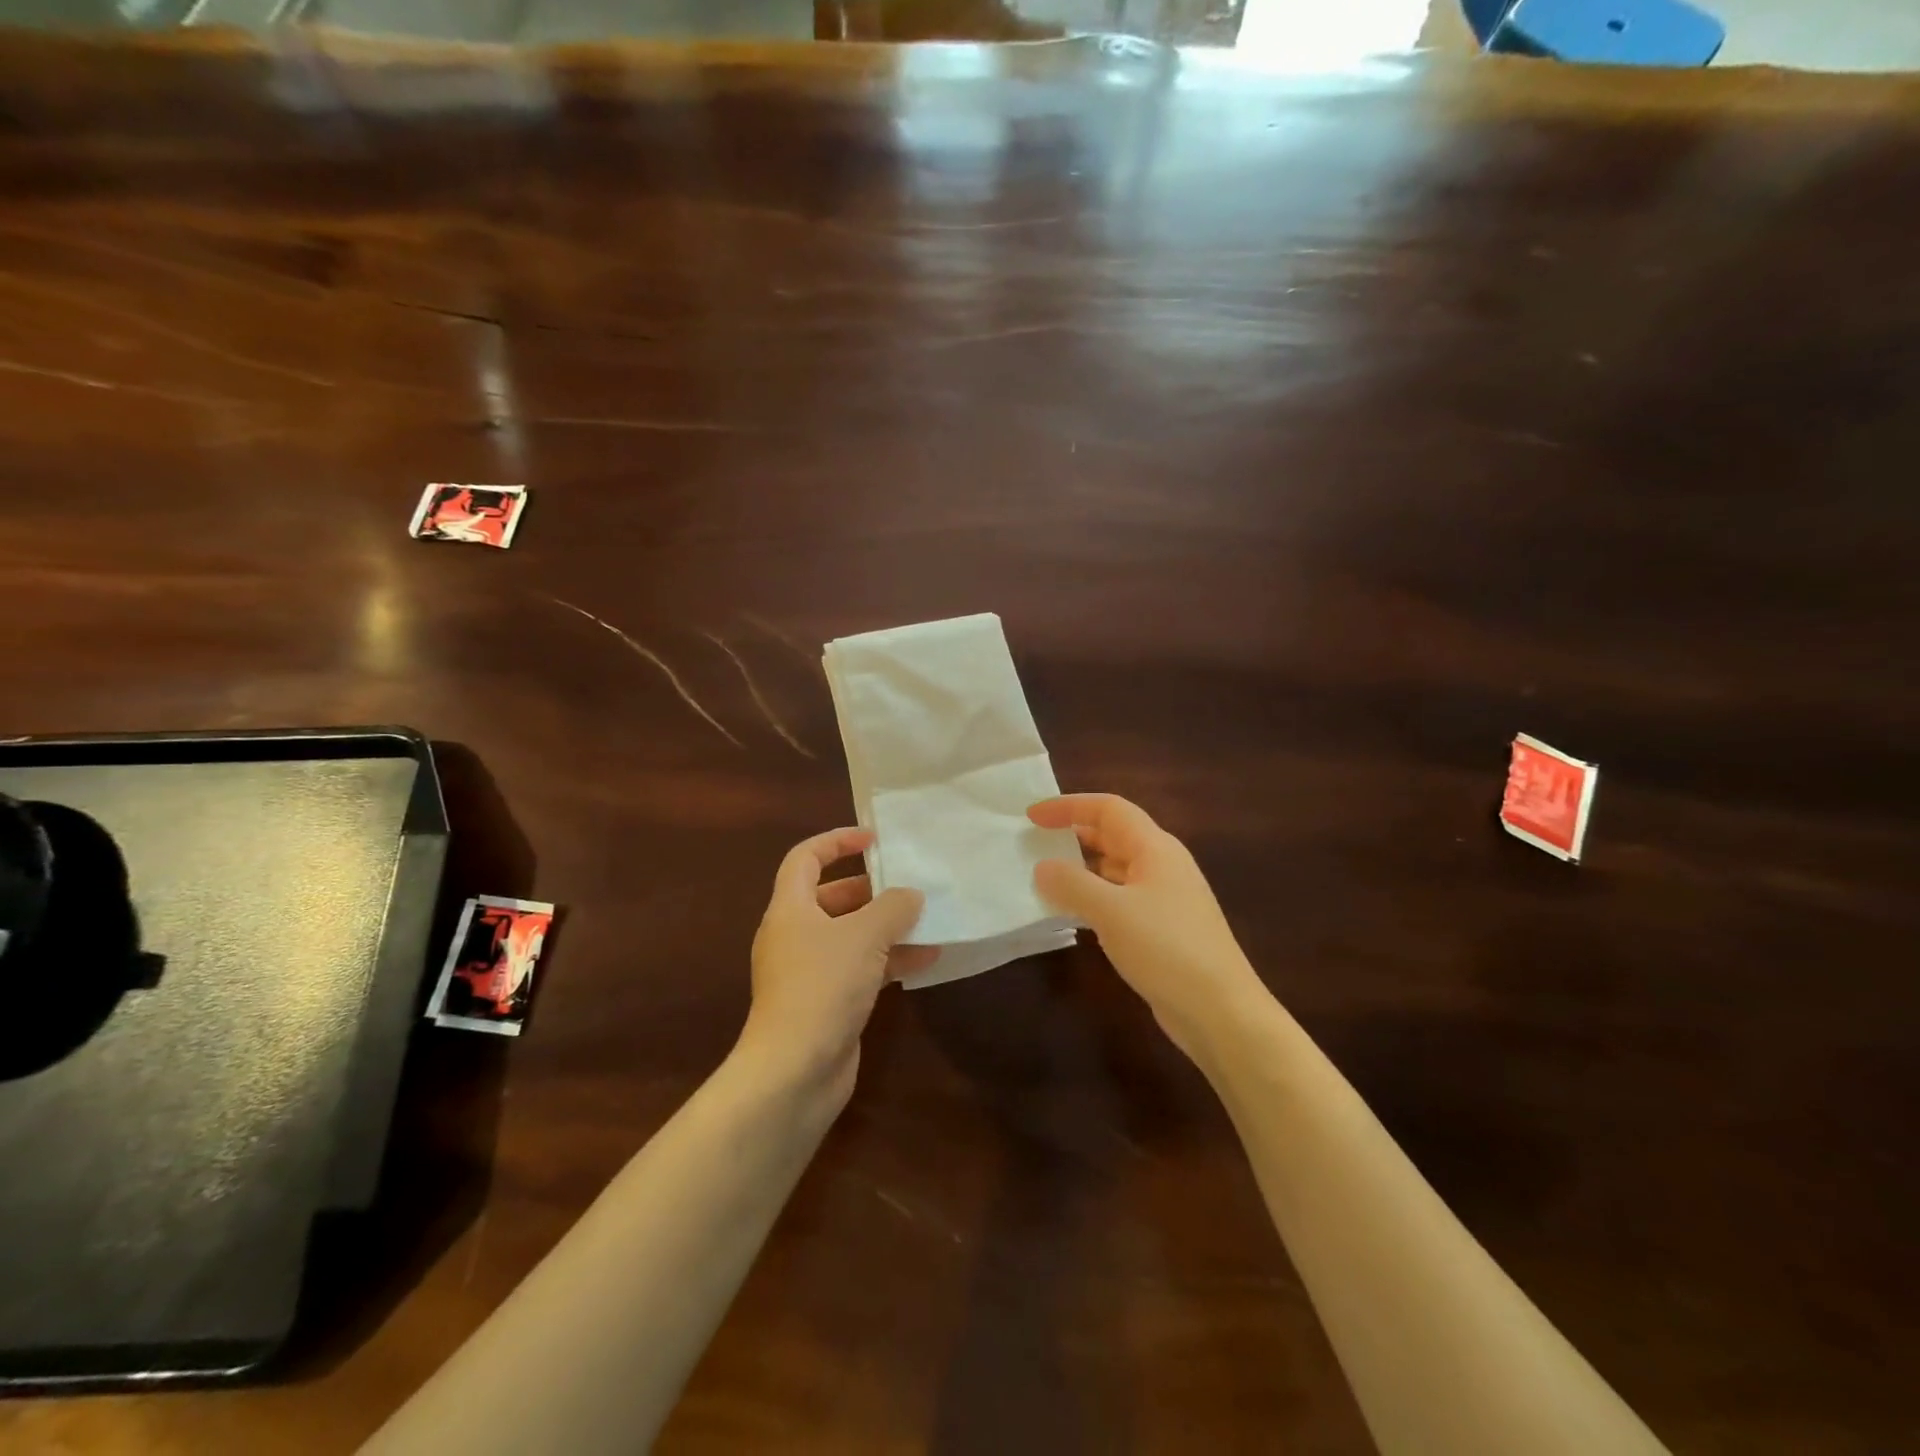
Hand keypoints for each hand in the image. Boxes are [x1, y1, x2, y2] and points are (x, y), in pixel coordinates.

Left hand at [740, 828, 932, 1104]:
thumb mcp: (864, 936)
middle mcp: (795, 935)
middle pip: (831, 897)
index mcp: (790, 909)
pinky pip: (860, 968)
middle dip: (871, 889)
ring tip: (927, 919)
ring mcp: (809, 972)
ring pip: (850, 935)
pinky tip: (927, 959)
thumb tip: (911, 895)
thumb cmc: (822, 986)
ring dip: (887, 927)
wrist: (794, 1071)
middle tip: (908, 884)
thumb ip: (892, 908)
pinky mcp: (826, 1002)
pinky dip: (889, 960)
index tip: (873, 839)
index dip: (837, 841)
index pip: (805, 858)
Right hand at [1029, 794, 1269, 1064]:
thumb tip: (1043, 867)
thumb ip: (1072, 884)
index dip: (1069, 806)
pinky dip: (1093, 899)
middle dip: (1073, 836)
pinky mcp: (1162, 929)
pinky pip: (1119, 900)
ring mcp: (1164, 898)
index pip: (1108, 809)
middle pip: (1112, 836)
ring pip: (1115, 870)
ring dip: (1081, 870)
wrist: (1221, 1011)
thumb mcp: (1111, 911)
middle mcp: (1162, 865)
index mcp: (1155, 848)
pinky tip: (1071, 916)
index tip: (1032, 817)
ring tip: (1043, 879)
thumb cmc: (1166, 949)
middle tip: (1033, 846)